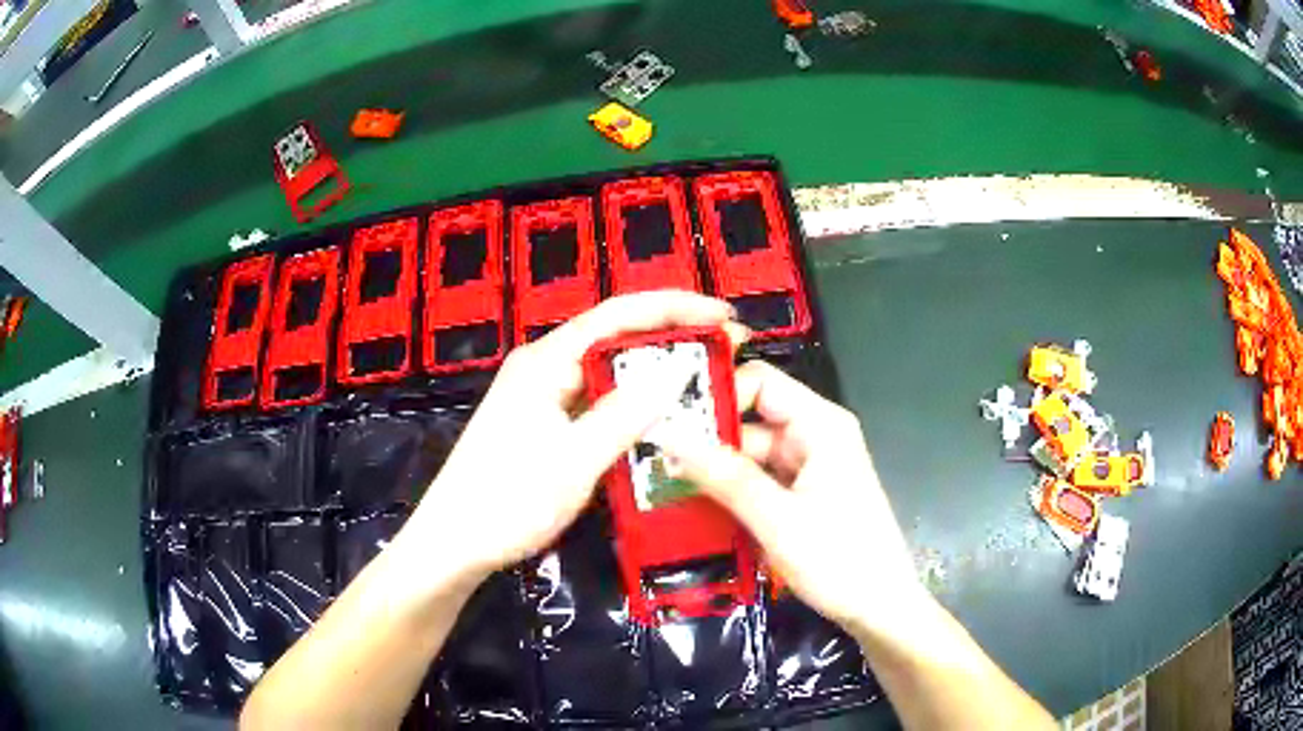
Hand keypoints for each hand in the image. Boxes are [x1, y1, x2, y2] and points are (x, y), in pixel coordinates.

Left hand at [396, 291, 745, 589]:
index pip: (619, 315)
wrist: (454, 544)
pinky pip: (598, 402)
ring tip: (706, 381)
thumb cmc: (507, 502)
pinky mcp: (545, 424)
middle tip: (727, 353)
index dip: (675, 308)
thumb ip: (627, 413)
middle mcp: (545, 367)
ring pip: (609, 372)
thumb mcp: (575, 460)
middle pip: (616, 338)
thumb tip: (679, 369)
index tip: (724, 317)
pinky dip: (634, 405)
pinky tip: (663, 416)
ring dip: (655, 374)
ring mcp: (543, 396)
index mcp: (546, 361)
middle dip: (673, 340)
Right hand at [663, 361, 925, 637]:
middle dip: (707, 439)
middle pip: (751, 419)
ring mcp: (809, 467)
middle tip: (654, 462)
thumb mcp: (777, 519)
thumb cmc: (840, 560)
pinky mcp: (803, 495)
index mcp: (819, 425)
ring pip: (750, 454)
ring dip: (715, 470)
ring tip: (664, 487)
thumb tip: (668, 433)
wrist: (880, 608)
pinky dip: (732, 492)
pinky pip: (759, 481)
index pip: (759, 383)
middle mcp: (814, 436)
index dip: (717, 396)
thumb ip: (723, 476)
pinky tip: (698, 507)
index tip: (670, 422)